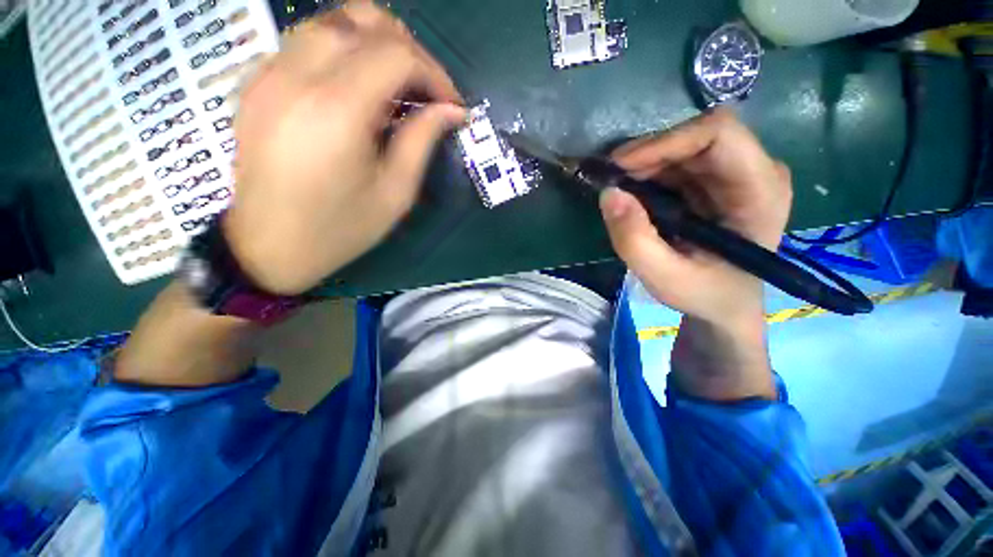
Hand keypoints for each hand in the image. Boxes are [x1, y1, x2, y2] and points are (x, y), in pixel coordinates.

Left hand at [224, 1, 465, 295]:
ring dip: (376, 41)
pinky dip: (344, 50)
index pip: (397, 55)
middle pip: (364, 20)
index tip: (451, 104)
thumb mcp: (395, 193)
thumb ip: (423, 141)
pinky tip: (358, 87)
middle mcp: (298, 76)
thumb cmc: (341, 228)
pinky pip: (308, 40)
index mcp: (337, 110)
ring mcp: (270, 72)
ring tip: (397, 84)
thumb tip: (452, 111)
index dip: (435, 73)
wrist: (269, 244)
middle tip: (426, 89)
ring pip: (333, 20)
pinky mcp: (258, 80)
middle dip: (409, 49)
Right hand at [600, 108, 791, 326]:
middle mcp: (755, 171)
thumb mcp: (664, 277)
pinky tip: (633, 195)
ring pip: (684, 147)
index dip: (665, 142)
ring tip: (619, 191)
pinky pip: (678, 163)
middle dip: (648, 155)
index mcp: (760, 192)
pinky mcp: (716, 181)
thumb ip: (634, 240)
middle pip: (697, 136)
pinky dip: (648, 174)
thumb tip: (608, 194)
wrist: (724, 304)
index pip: (719, 134)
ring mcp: (736, 174)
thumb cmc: (705, 294)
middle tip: (611, 181)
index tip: (621, 167)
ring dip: (645, 165)